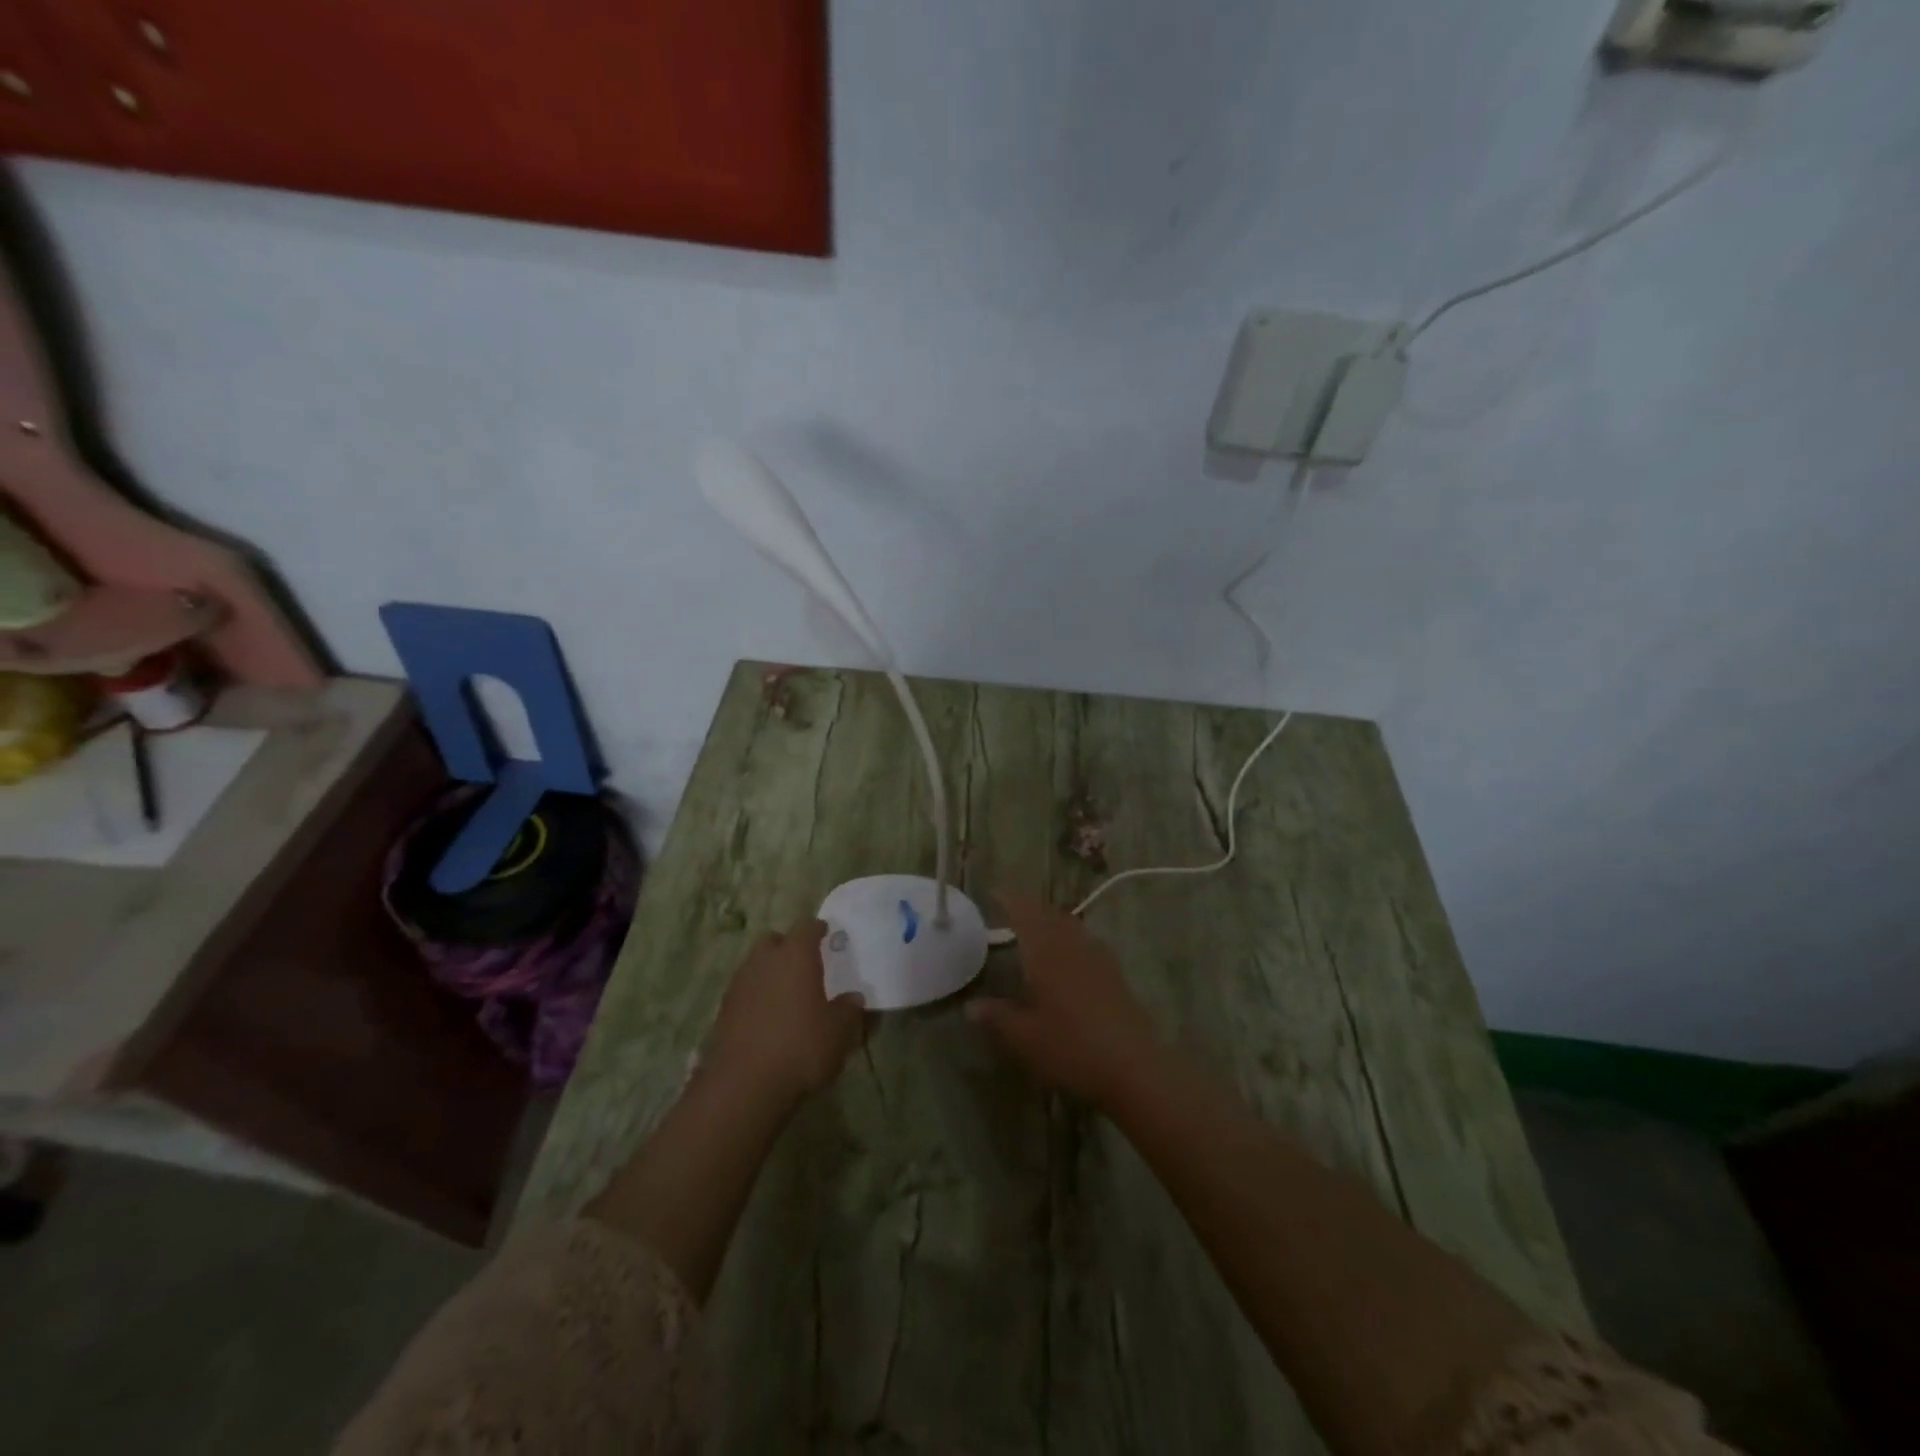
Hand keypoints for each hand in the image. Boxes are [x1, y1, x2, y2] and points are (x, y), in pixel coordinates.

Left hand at [708, 920, 866, 1104]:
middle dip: (788, 946)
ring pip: (755, 965)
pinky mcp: (723, 1010)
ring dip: (770, 972)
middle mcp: (764, 960)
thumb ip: (849, 1010)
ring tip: (786, 993)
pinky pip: (744, 991)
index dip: (818, 929)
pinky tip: (768, 1017)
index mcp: (795, 955)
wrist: (744, 1085)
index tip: (826, 934)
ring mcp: (739, 984)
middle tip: (804, 963)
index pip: (807, 926)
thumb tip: (853, 998)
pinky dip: (756, 996)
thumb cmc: (800, 1046)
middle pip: (774, 940)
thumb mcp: (839, 1032)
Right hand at [967, 895, 1160, 1106]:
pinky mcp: (1115, 973)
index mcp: (1046, 951)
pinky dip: (1071, 937)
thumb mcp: (1024, 1037)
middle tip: (1010, 911)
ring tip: (1036, 929)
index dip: (1009, 899)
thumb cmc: (1071, 1047)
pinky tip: (1069, 956)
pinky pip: (1087, 941)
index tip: (994, 892)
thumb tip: (970, 1005)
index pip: (1025, 912)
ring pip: (1071, 925)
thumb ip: (997, 1016)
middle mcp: (1072, 945)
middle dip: (1029, 907)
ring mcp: (1098, 957)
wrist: (1133, 1066)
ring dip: (1051, 920)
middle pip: (1049, 914)